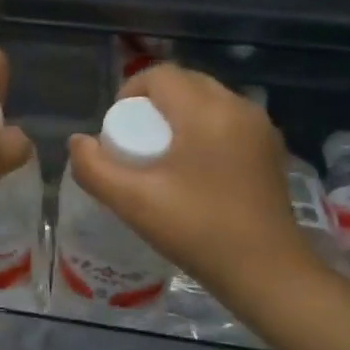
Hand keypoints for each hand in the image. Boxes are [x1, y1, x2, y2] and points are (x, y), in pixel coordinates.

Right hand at [65, 65, 325, 308]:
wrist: (268, 274)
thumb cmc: (197, 231)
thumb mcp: (132, 201)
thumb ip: (94, 167)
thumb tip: (79, 142)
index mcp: (206, 111)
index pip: (160, 75)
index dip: (129, 93)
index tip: (118, 131)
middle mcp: (238, 107)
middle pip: (185, 83)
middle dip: (153, 104)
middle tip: (137, 144)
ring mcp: (260, 128)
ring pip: (208, 101)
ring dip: (179, 116)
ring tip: (164, 158)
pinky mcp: (271, 149)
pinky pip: (227, 121)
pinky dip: (204, 130)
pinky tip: (195, 171)